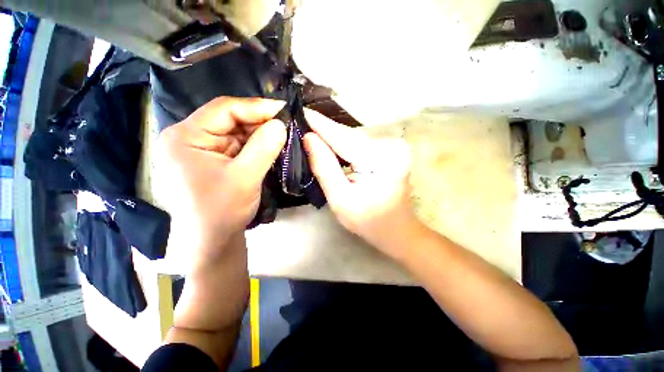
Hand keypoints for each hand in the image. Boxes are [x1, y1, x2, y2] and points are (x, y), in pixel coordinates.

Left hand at [154, 97, 284, 266]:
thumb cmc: (221, 211)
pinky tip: (273, 146)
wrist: (212, 240)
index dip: (257, 107)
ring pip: (238, 132)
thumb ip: (263, 148)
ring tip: (284, 135)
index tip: (284, 109)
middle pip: (231, 119)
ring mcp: (205, 148)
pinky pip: (241, 145)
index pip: (224, 109)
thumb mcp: (245, 178)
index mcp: (186, 137)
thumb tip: (281, 124)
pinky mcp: (217, 159)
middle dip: (261, 122)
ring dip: (262, 134)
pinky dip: (258, 145)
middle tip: (288, 124)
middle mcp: (192, 137)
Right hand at [303, 110, 416, 258]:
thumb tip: (309, 138)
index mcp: (383, 160)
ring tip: (310, 130)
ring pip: (353, 138)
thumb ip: (325, 168)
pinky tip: (328, 142)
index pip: (344, 138)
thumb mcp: (341, 199)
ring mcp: (392, 148)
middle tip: (301, 121)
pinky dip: (342, 143)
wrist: (396, 229)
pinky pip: (359, 144)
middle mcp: (391, 147)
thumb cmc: (368, 221)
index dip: (320, 125)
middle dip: (324, 130)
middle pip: (349, 136)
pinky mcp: (388, 151)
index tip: (299, 112)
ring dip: (332, 136)